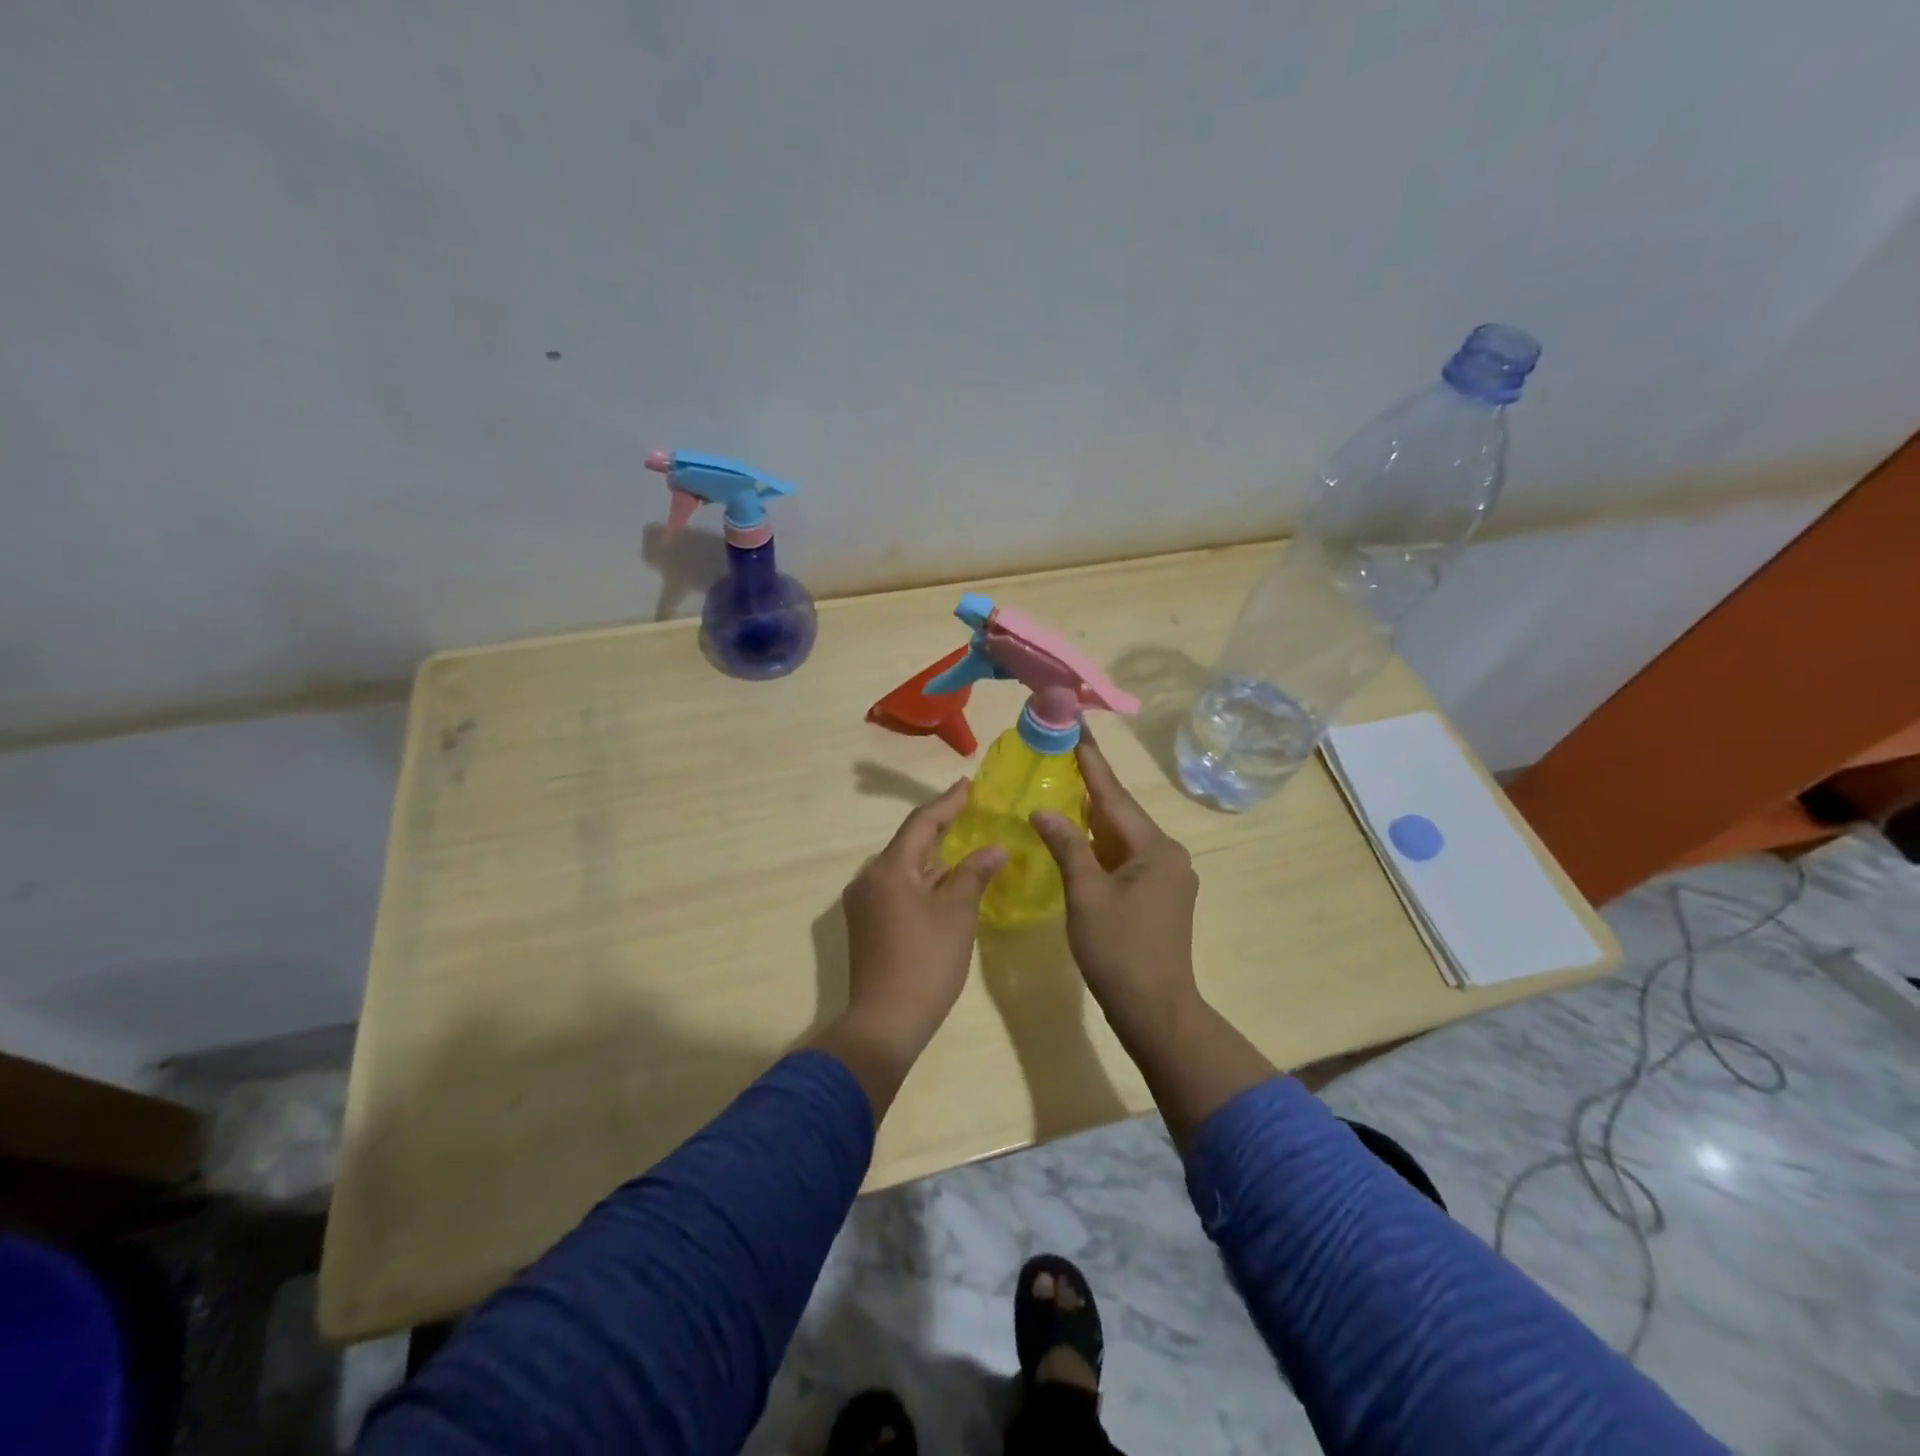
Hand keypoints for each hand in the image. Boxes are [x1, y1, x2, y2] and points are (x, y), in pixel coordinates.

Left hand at [831, 781, 1004, 1087]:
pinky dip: (923, 880)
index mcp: (889, 869)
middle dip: (941, 828)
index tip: (969, 785)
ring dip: (934, 858)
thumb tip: (994, 849)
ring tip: (965, 846)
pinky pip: (897, 887)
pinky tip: (945, 884)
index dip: (947, 802)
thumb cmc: (926, 963)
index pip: (922, 822)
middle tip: (972, 813)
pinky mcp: (866, 923)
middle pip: (909, 843)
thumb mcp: (957, 915)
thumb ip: (974, 874)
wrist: (884, 1023)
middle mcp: (869, 878)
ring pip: (903, 867)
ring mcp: (863, 902)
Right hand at [1030, 734, 1201, 1044]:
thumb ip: (1067, 847)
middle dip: (1092, 788)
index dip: (1092, 764)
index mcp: (1155, 849)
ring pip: (1123, 838)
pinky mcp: (1159, 897)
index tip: (1077, 731)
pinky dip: (1101, 847)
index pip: (1115, 797)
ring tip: (1066, 789)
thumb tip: (1044, 812)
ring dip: (1095, 819)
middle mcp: (1168, 856)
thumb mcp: (1086, 895)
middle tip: (1064, 756)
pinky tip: (1080, 838)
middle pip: (1122, 815)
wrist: (1155, 1010)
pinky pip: (1126, 859)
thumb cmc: (1119, 950)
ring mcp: (1167, 878)